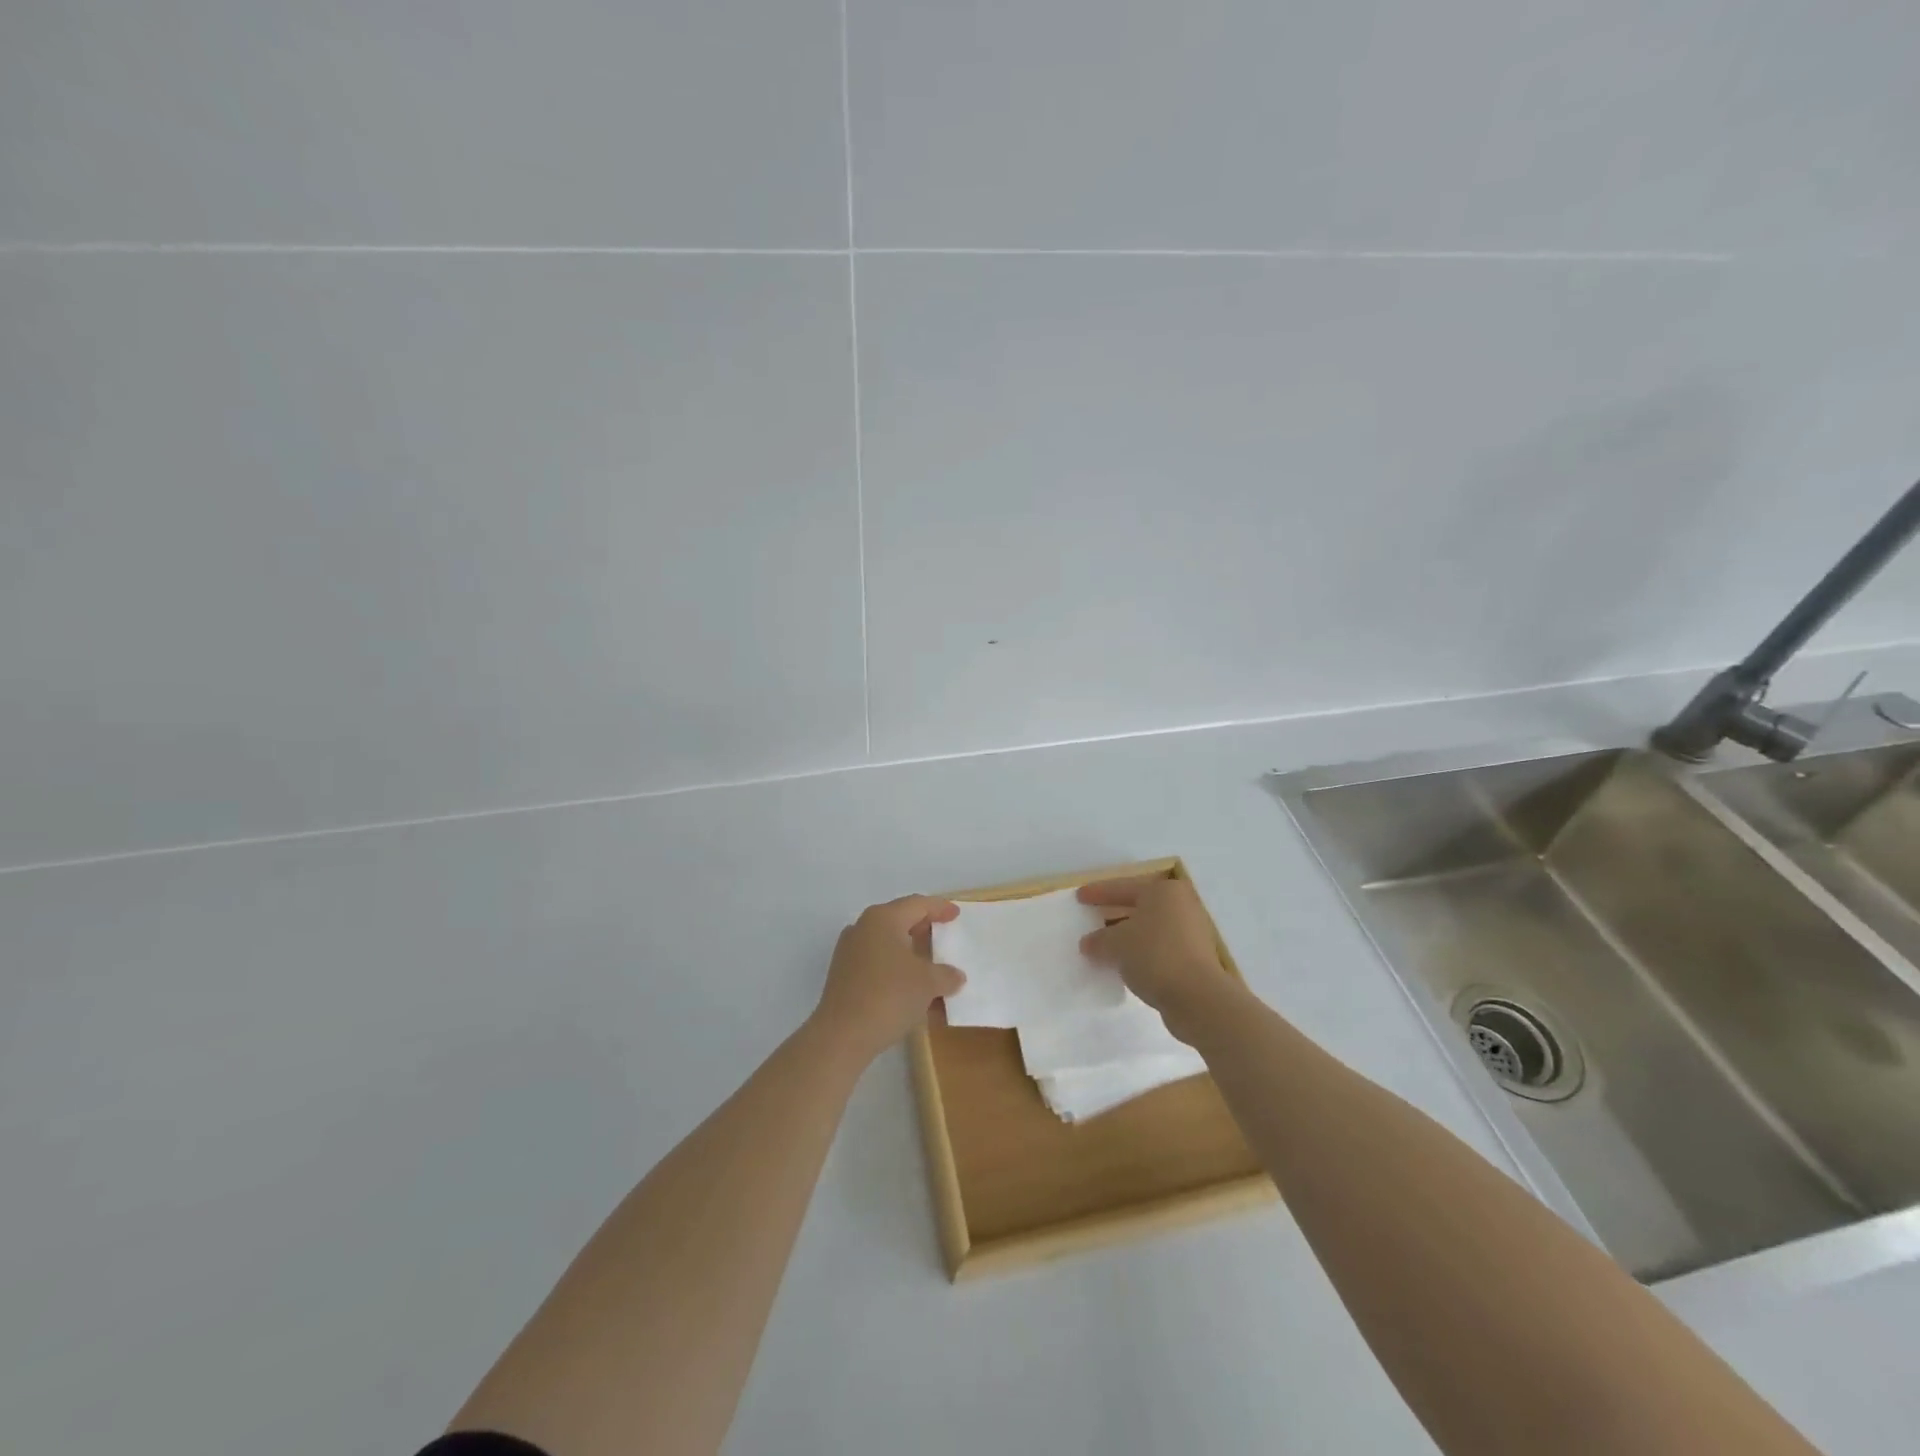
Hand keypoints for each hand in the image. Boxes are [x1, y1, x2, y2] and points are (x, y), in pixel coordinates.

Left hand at [811, 895, 964, 1063]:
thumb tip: (955, 976)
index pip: (917, 904)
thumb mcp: (928, 983)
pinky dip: (896, 969)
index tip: (956, 914)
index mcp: (883, 919)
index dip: (939, 908)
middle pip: (899, 919)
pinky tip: (911, 988)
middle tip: (943, 933)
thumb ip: (946, 975)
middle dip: (923, 927)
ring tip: (930, 963)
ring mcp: (849, 951)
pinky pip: (877, 962)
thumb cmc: (889, 996)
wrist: (842, 1035)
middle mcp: (863, 928)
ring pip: (887, 942)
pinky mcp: (843, 975)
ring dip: (910, 951)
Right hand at [1077, 876, 1238, 1040]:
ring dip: (1127, 936)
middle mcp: (1181, 906)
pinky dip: (1140, 952)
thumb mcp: (1117, 944)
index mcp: (1164, 892)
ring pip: (1149, 929)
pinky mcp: (1194, 959)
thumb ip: (1099, 940)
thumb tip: (1089, 943)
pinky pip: (1158, 948)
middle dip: (1113, 914)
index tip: (1080, 896)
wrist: (1198, 997)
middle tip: (1091, 918)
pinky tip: (1123, 964)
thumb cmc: (1154, 955)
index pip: (1123, 887)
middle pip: (1139, 906)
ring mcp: (1191, 933)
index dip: (1099, 892)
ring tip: (1103, 945)